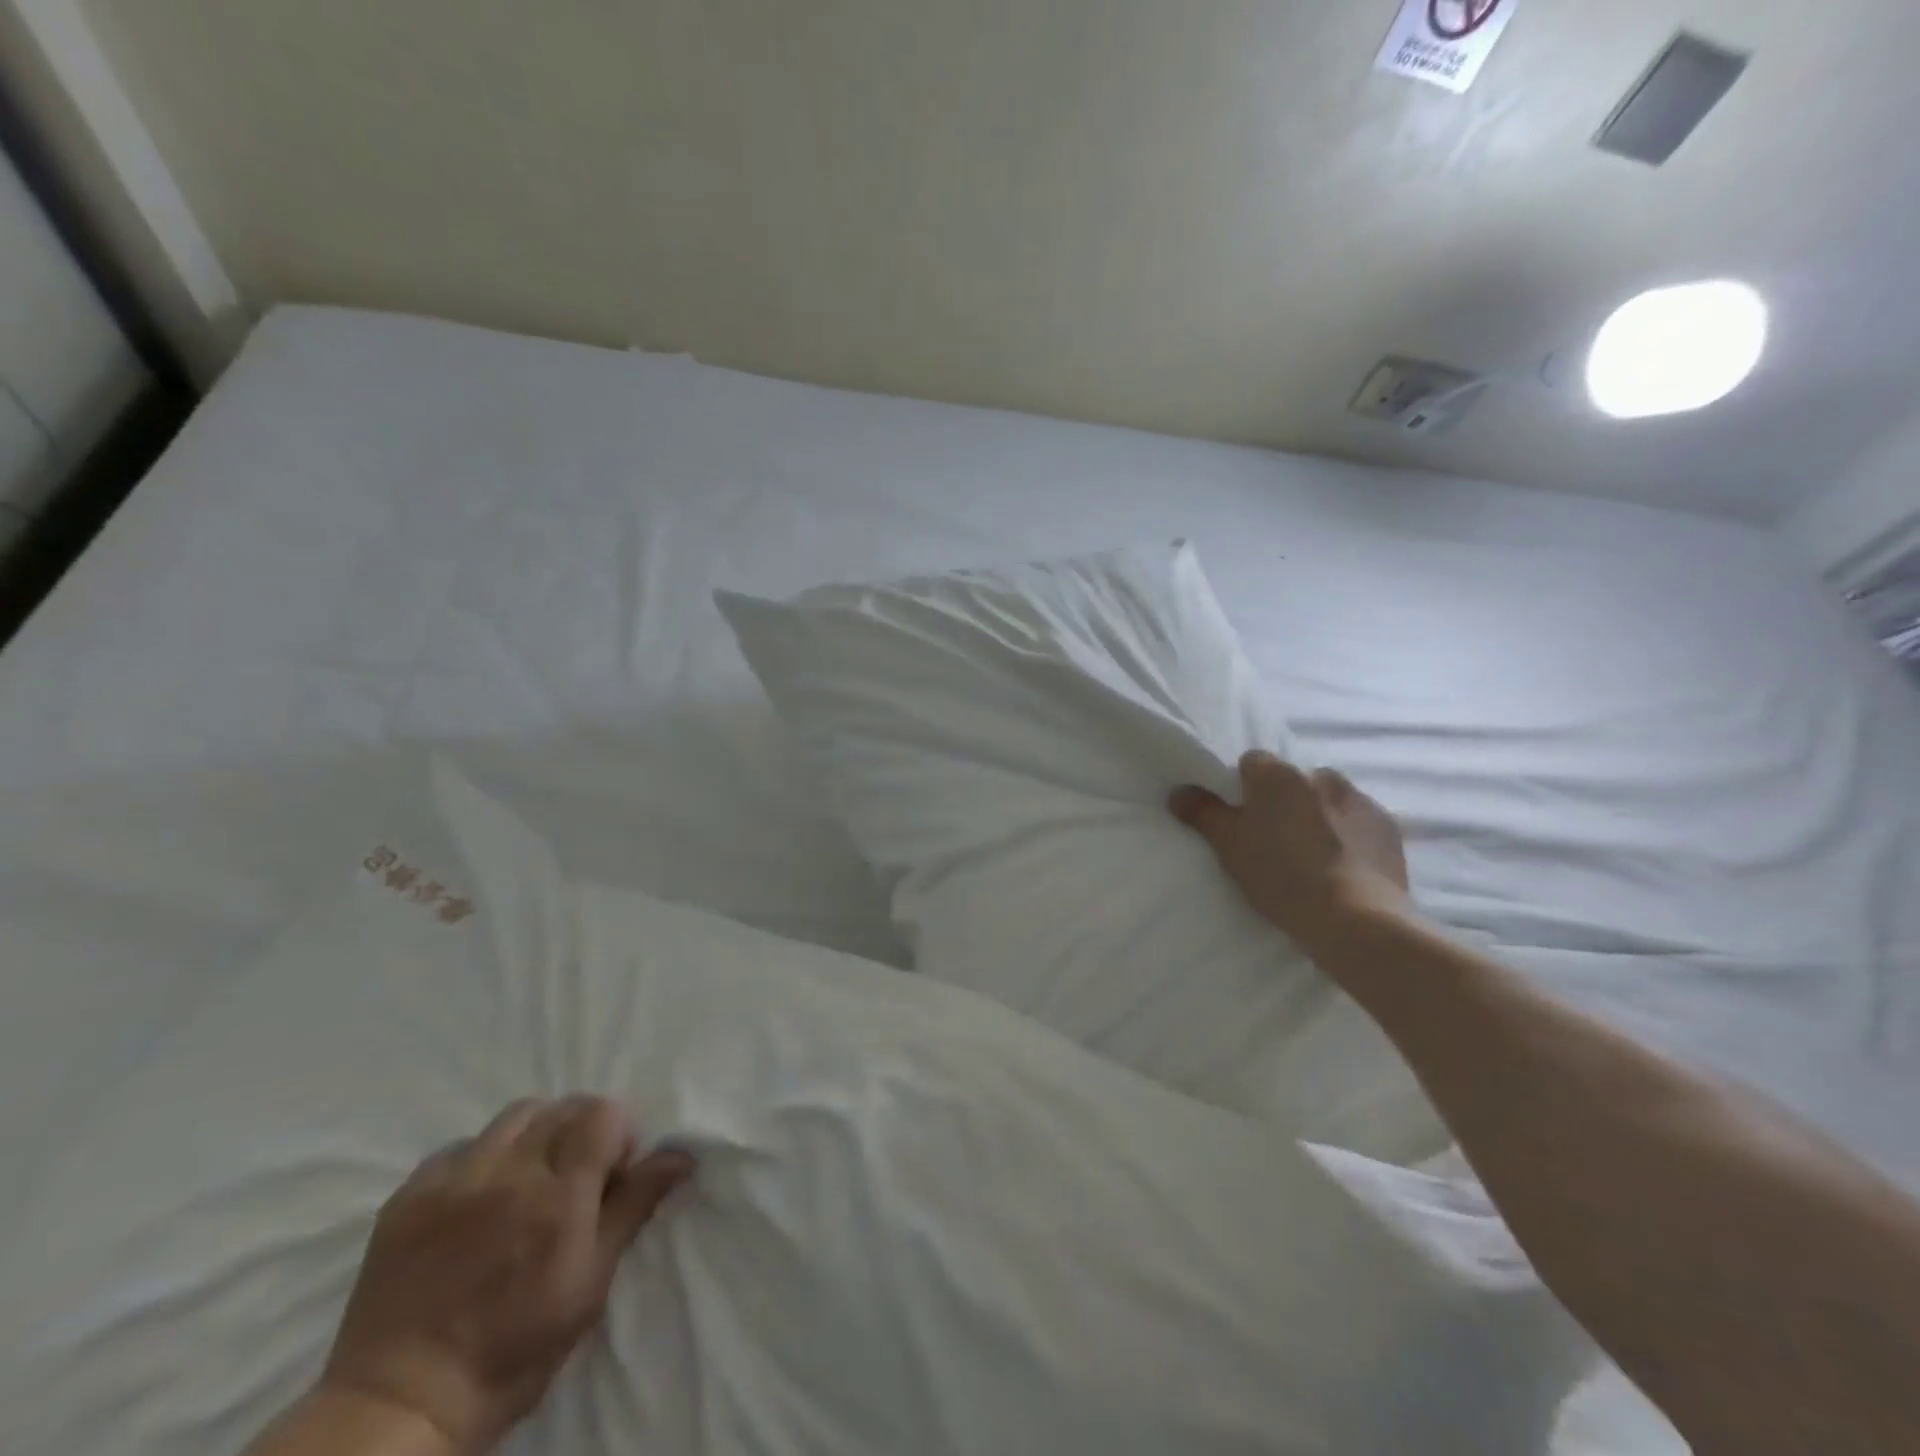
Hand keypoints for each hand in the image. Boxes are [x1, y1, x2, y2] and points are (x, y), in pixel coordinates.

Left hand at [320, 1097, 694, 1454]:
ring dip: (536, 1134)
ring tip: (528, 1179)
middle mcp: (509, 1172)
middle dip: (581, 1130)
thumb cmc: (514, 1350)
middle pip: (562, 1107)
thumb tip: (680, 1155)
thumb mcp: (590, 1283)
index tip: (612, 1174)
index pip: (603, 1113)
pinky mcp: (410, 1195)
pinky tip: (479, 1197)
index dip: (617, 1135)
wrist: (402, 1406)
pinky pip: (461, 1146)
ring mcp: (454, 1179)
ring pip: (515, 1116)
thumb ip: (633, 1206)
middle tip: (575, 1177)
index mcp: (559, 1195)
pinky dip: (483, 1158)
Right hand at [1169, 751, 1414, 957]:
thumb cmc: (1281, 876)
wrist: (1356, 920)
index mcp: (1278, 775)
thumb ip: (1202, 813)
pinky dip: (1349, 835)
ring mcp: (1360, 800)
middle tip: (1275, 841)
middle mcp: (1321, 776)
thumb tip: (1178, 792)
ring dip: (1319, 816)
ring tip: (1313, 857)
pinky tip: (1342, 867)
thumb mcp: (1228, 847)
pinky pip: (1359, 822)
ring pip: (1328, 799)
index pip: (1252, 762)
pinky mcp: (1388, 827)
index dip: (1244, 788)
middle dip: (1284, 802)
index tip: (1243, 819)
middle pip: (1293, 781)